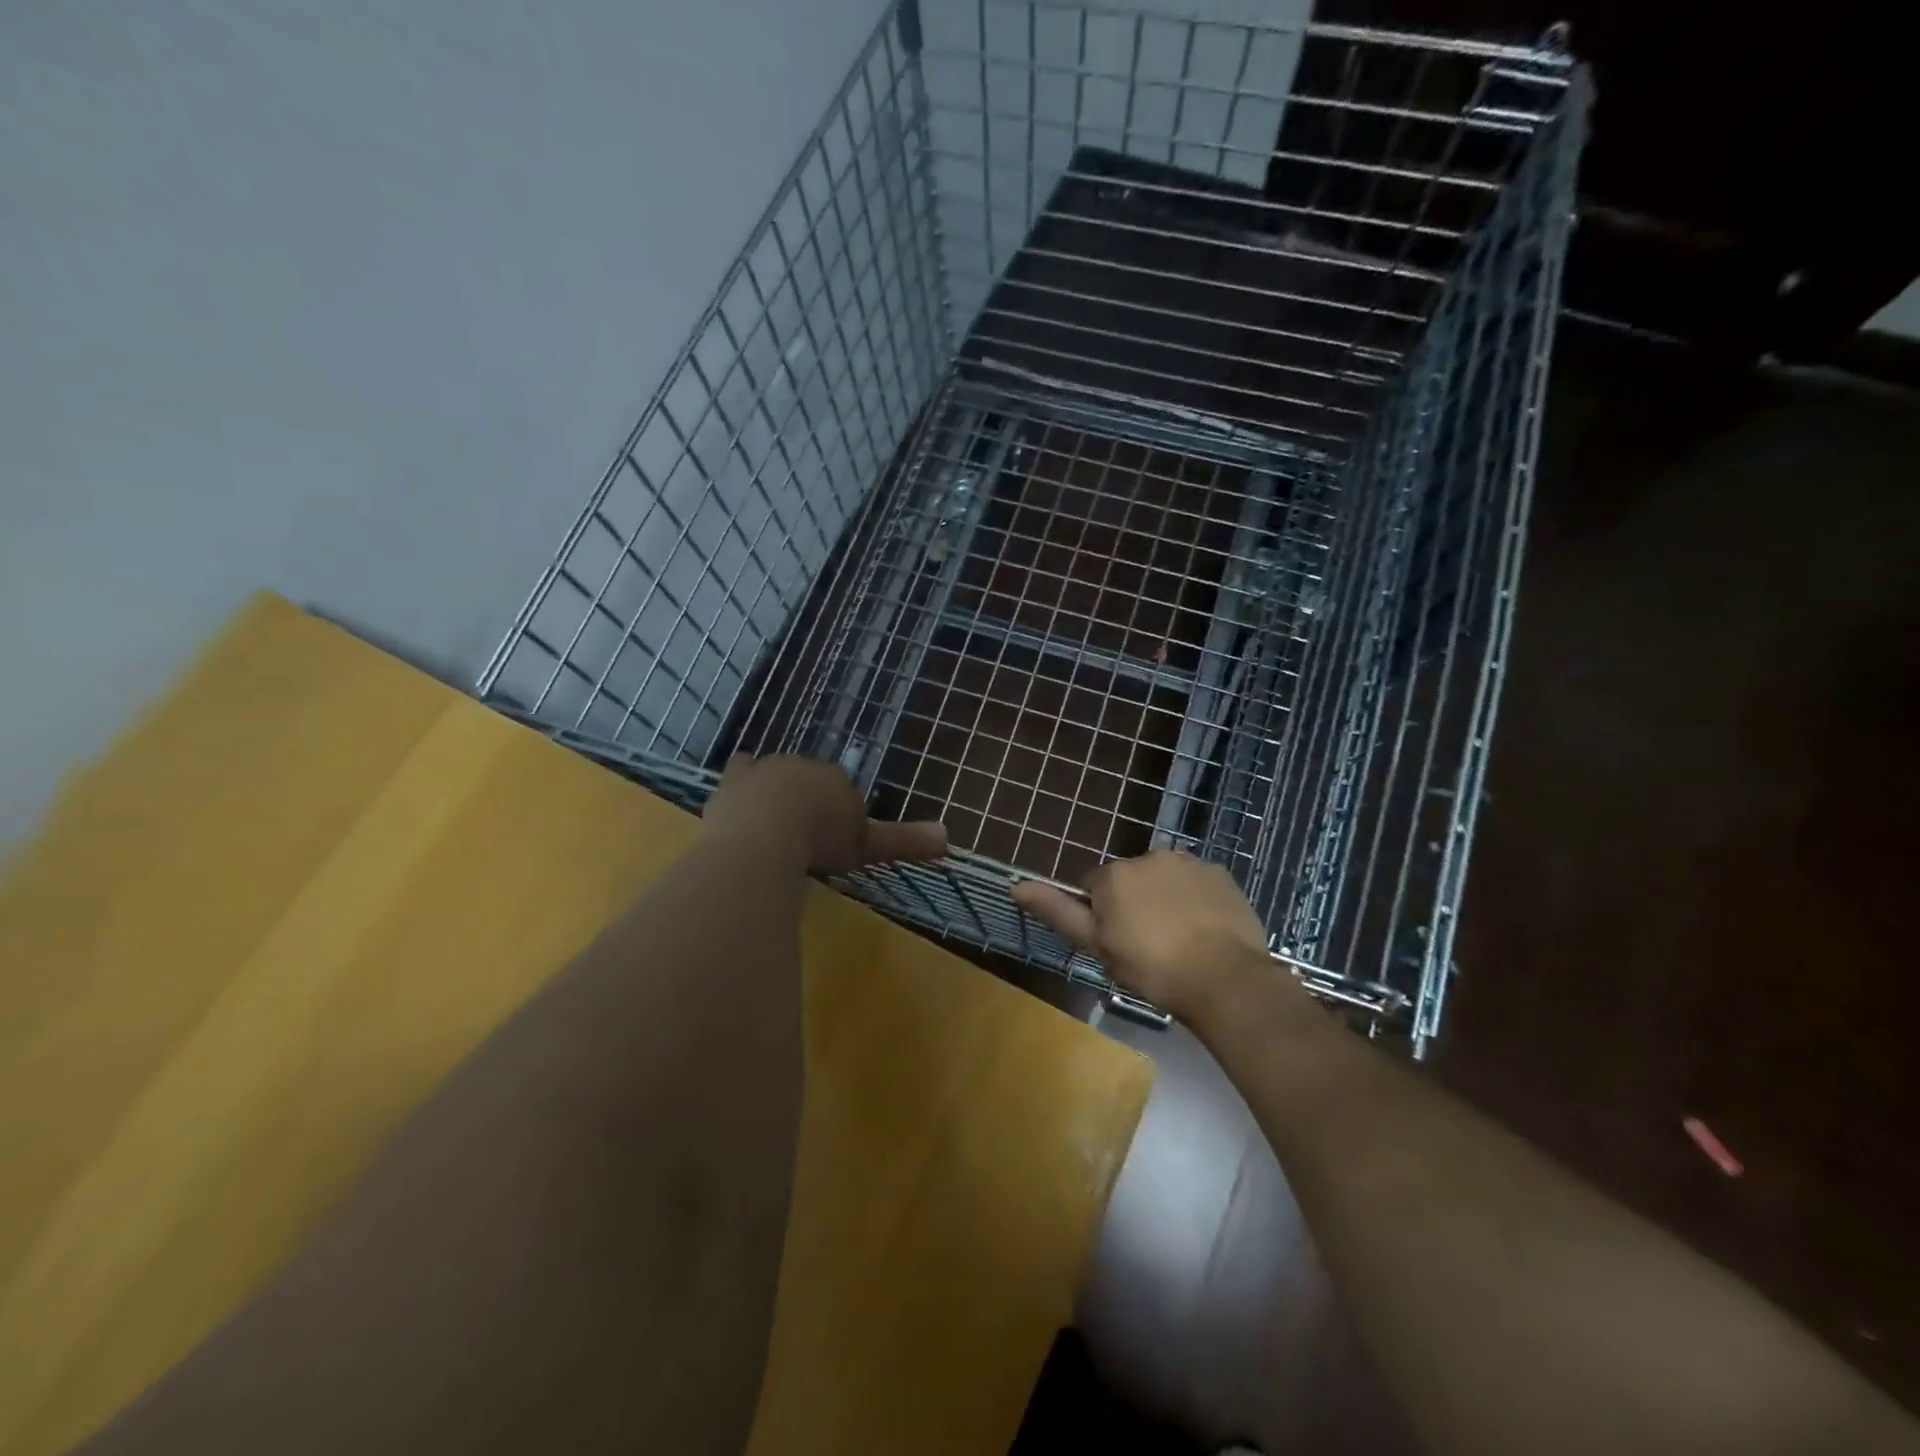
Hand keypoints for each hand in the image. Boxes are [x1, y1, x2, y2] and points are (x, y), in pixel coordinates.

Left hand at [701, 755, 946, 875]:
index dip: (839, 813)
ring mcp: (766, 770)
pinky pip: (741, 772)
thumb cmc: (822, 840)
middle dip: (809, 799)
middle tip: (806, 834)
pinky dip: (743, 782)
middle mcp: (803, 766)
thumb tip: (949, 836)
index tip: (835, 840)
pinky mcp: (733, 781)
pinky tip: (739, 796)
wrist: (766, 833)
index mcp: (837, 779)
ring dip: (777, 790)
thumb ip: (904, 841)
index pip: (843, 790)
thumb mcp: (867, 846)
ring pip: (777, 773)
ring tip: (774, 820)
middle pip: (810, 780)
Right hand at [1011, 850, 1271, 1022]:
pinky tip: (1204, 931)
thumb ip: (1058, 911)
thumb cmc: (1151, 967)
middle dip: (1133, 904)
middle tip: (1147, 946)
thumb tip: (1016, 885)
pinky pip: (1196, 884)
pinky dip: (1195, 900)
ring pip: (1164, 879)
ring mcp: (1188, 862)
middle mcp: (1148, 856)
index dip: (1101, 917)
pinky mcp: (1220, 874)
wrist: (1224, 978)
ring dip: (1164, 899)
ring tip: (1179, 941)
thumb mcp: (1096, 945)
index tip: (1117, 945)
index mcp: (1114, 874)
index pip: (1093, 888)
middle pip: (1130, 880)